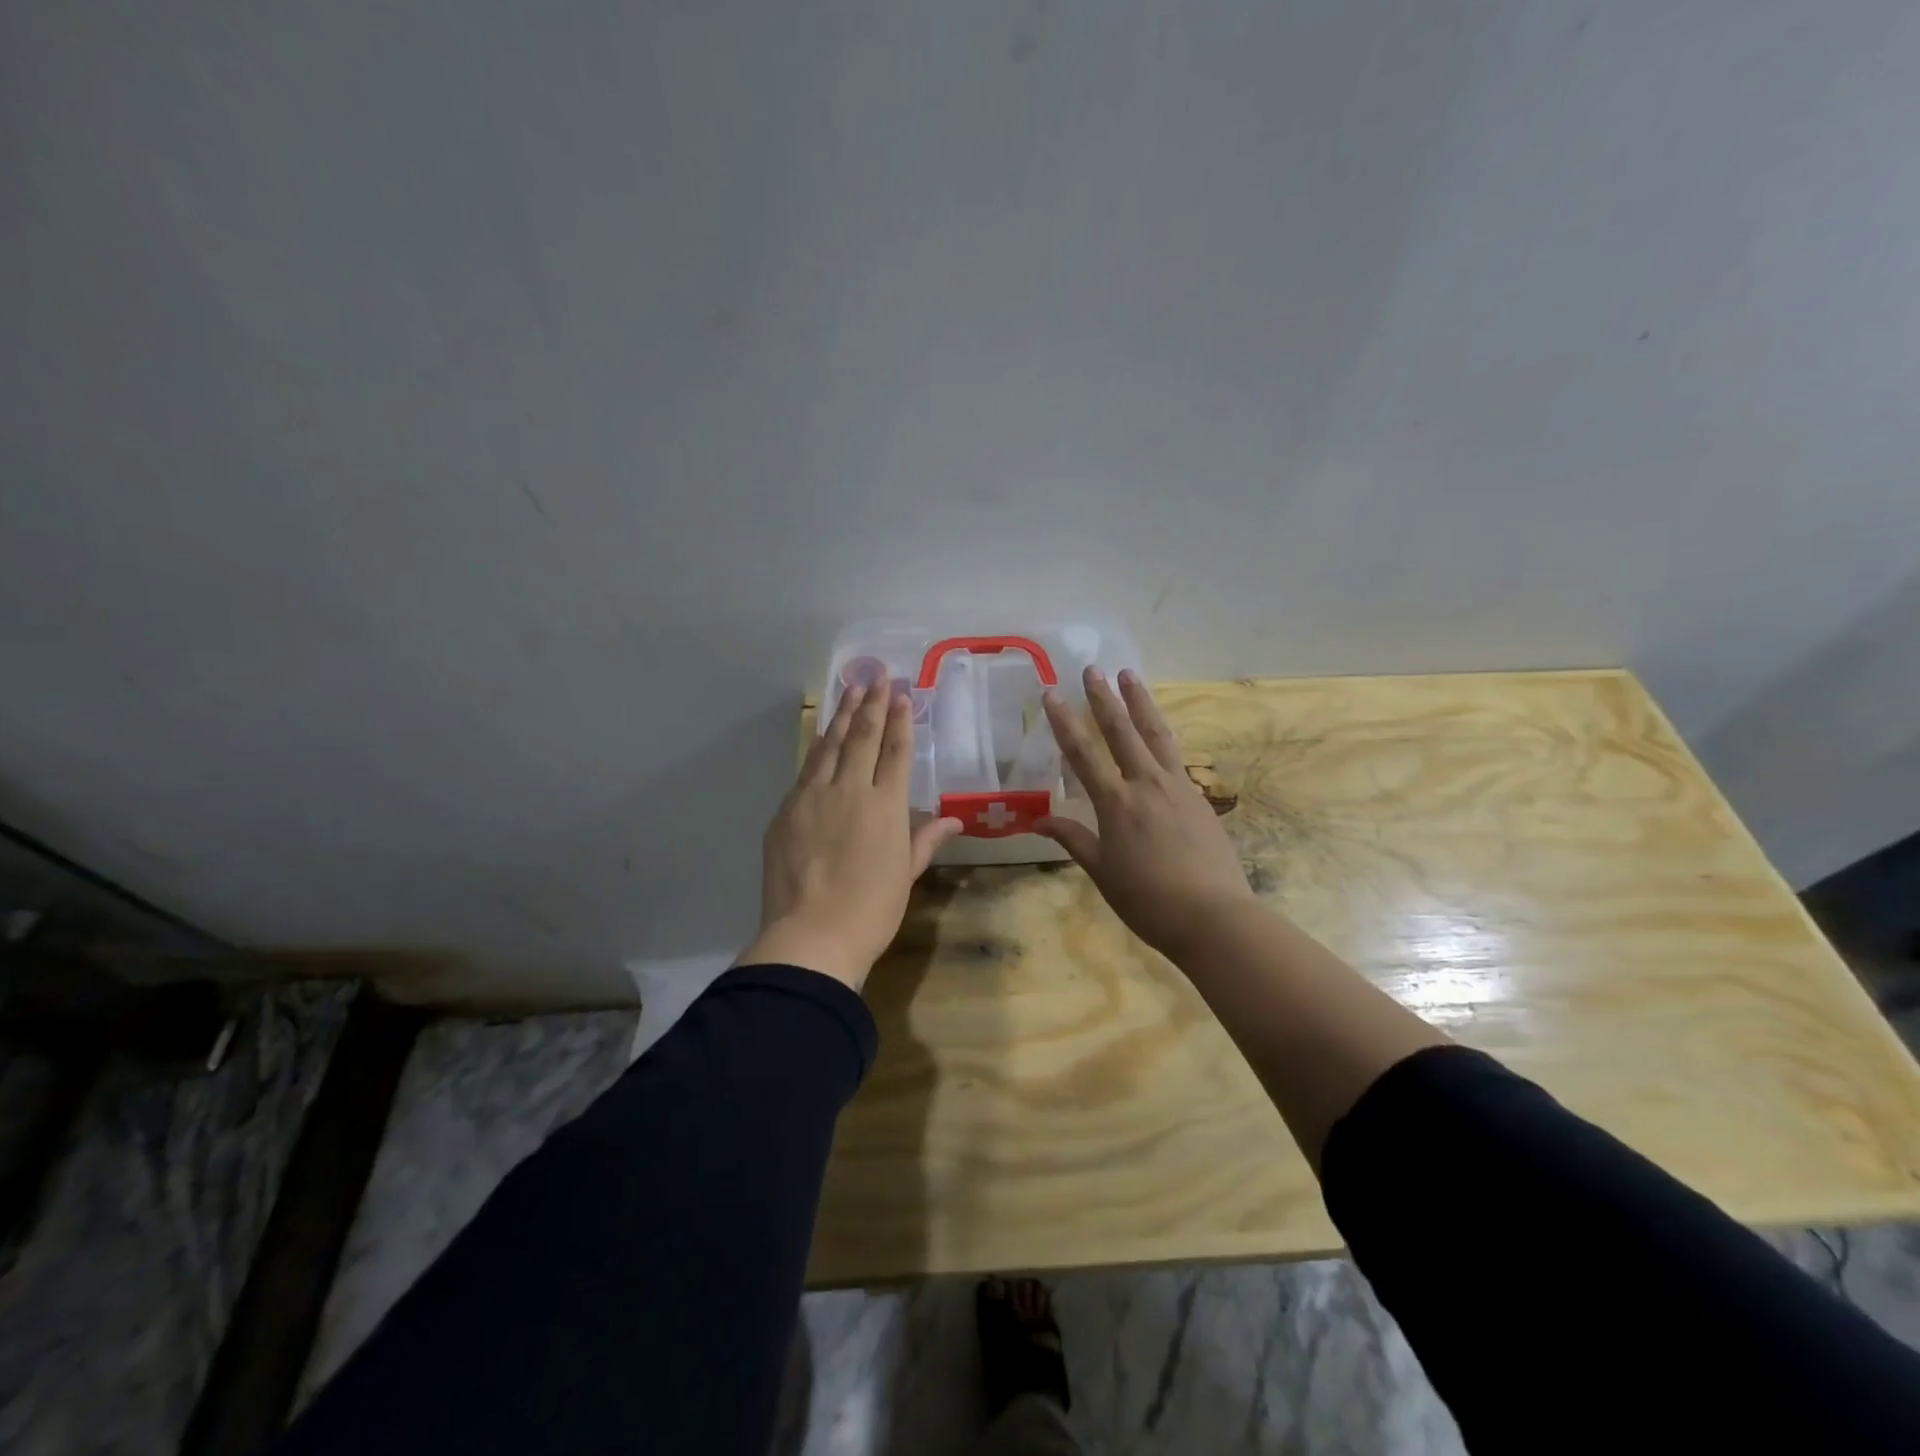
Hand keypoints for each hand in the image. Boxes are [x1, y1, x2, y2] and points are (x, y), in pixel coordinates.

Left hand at [738, 683, 962, 990]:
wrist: (811, 936)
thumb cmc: (871, 911)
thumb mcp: (906, 875)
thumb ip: (926, 840)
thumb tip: (955, 819)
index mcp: (886, 806)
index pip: (896, 752)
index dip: (900, 721)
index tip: (901, 694)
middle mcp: (851, 790)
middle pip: (862, 737)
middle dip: (871, 703)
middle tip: (876, 675)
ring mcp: (813, 796)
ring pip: (829, 745)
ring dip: (841, 715)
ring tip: (850, 689)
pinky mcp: (786, 810)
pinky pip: (805, 769)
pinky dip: (817, 748)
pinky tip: (821, 737)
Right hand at [1037, 667, 1255, 960]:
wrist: (1214, 917)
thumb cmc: (1148, 900)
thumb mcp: (1102, 872)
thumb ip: (1073, 839)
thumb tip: (1038, 820)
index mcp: (1117, 804)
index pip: (1083, 754)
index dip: (1064, 722)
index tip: (1052, 693)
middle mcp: (1147, 784)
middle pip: (1122, 731)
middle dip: (1104, 699)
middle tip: (1093, 669)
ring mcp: (1178, 787)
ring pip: (1156, 734)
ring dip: (1141, 703)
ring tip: (1130, 676)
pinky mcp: (1199, 797)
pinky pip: (1176, 756)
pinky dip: (1163, 735)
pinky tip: (1159, 731)